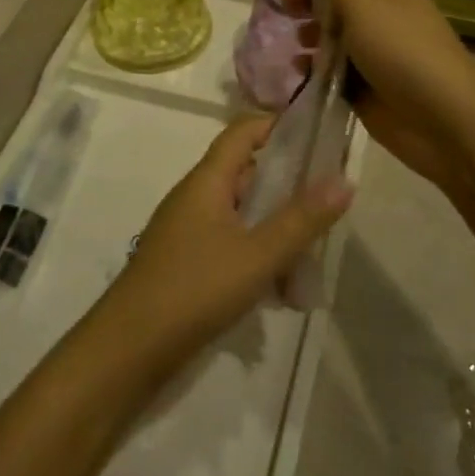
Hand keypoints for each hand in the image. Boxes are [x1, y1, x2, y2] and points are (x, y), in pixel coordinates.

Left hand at [97, 116, 352, 367]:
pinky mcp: (186, 262)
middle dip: (287, 187)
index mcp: (207, 180)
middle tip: (327, 205)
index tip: (319, 139)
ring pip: (242, 214)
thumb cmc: (195, 289)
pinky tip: (281, 291)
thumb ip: (302, 219)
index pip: (243, 131)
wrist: (129, 348)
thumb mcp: (258, 255)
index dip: (278, 126)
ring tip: (311, 258)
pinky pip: (230, 243)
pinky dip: (257, 255)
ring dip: (275, 228)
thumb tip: (345, 179)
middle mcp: (196, 196)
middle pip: (246, 173)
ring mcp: (188, 230)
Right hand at [282, 0, 474, 203]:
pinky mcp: (366, 91)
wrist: (446, 123)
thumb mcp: (367, 7)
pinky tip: (300, 71)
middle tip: (285, 7)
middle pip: (337, 2)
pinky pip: (334, 73)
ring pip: (334, 38)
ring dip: (311, 35)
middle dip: (309, 1)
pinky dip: (315, 70)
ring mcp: (374, 57)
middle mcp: (380, 20)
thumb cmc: (405, 54)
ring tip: (297, 41)